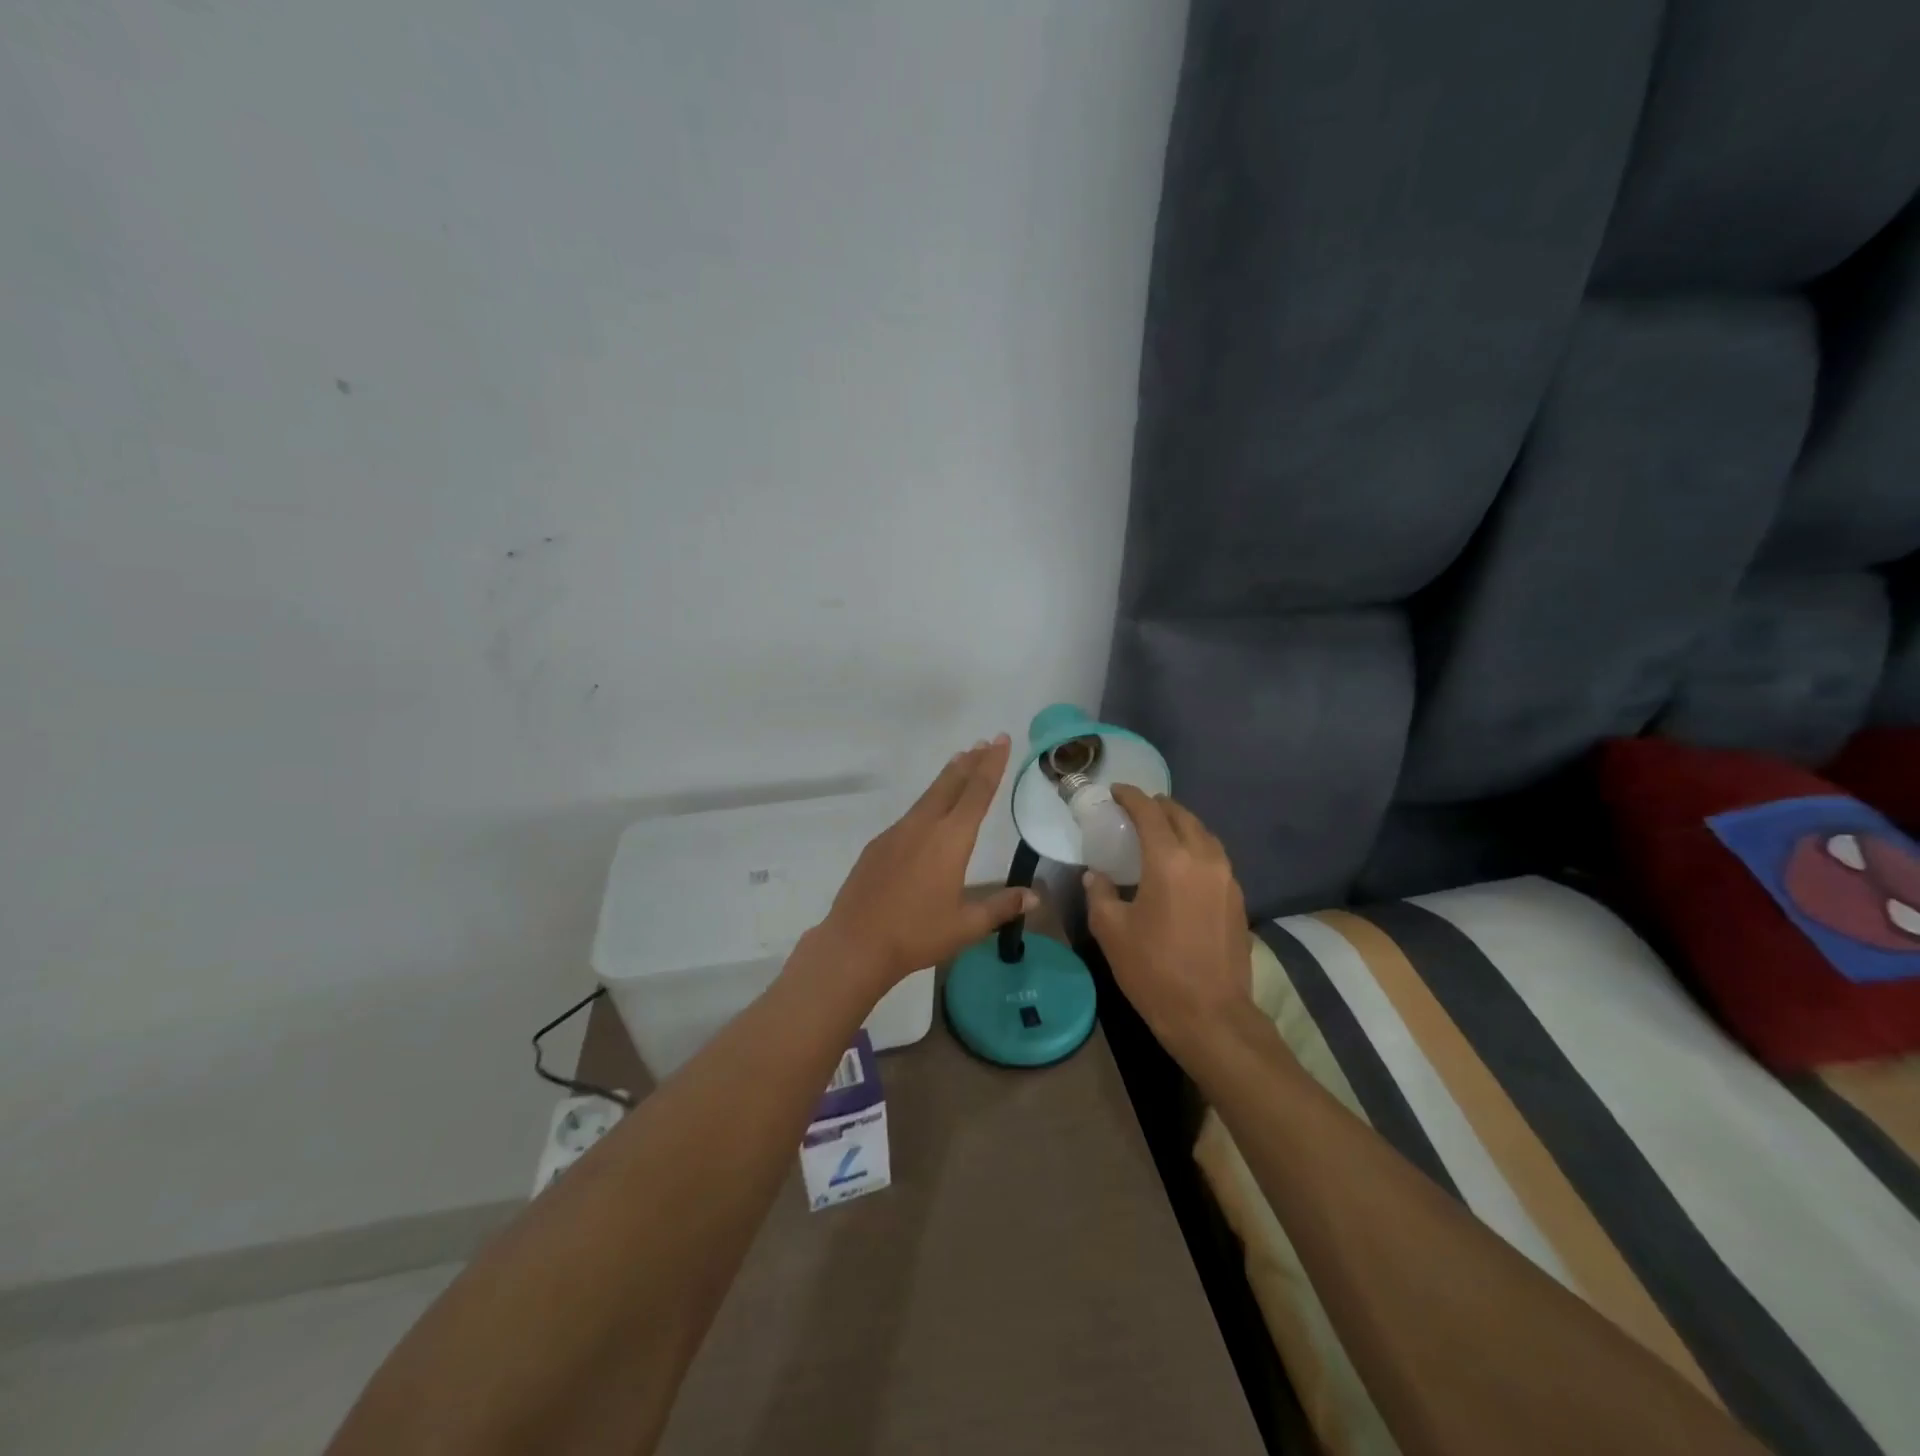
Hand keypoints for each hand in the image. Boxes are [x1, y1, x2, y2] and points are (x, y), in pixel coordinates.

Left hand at [818, 735, 1036, 991]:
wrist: (856, 943)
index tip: (1001, 740)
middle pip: (951, 784)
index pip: (977, 793)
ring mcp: (897, 833)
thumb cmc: (917, 934)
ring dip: (947, 778)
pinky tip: (928, 815)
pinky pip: (910, 815)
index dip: (992, 765)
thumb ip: (1001, 906)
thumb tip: (1035, 897)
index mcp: (950, 840)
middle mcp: (923, 826)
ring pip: (928, 796)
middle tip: (985, 742)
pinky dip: (927, 803)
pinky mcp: (878, 845)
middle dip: (970, 762)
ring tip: (960, 762)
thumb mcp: (966, 925)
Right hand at [1084, 786, 1252, 1055]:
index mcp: (1169, 861)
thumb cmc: (1153, 970)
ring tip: (1160, 831)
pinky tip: (1182, 864)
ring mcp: (1226, 878)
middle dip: (1158, 806)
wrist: (1210, 1015)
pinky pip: (1215, 856)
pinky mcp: (1237, 898)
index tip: (1116, 792)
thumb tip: (1096, 876)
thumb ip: (1100, 894)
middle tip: (1136, 809)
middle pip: (1182, 816)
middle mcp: (1203, 859)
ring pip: (1204, 834)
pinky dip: (1196, 846)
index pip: (1149, 813)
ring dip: (1181, 824)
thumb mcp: (1111, 931)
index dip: (1131, 797)